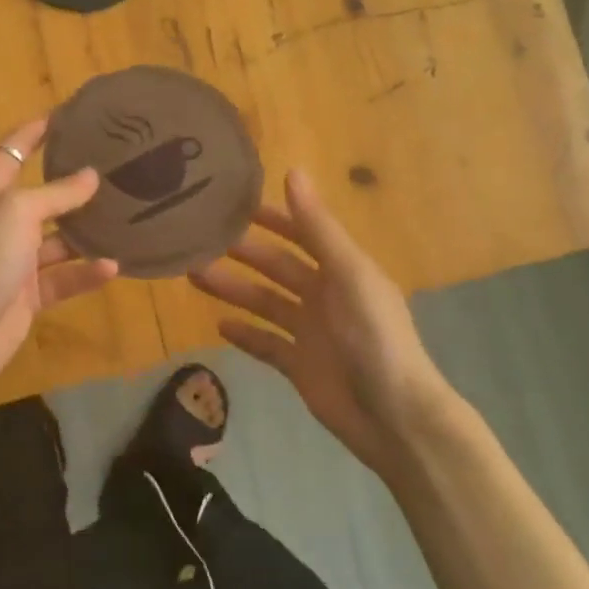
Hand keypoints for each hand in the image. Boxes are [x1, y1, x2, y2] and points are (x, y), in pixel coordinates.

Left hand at [0, 115, 119, 383]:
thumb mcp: (18, 212)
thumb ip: (56, 193)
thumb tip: (91, 175)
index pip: (11, 151)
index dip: (34, 132)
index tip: (66, 116)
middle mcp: (1, 222)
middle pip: (40, 196)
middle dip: (71, 183)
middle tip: (112, 168)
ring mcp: (14, 260)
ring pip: (57, 240)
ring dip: (86, 232)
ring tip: (124, 218)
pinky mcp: (28, 295)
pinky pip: (62, 278)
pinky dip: (84, 273)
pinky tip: (112, 266)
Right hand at [190, 169, 457, 472]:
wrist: (394, 418)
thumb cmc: (375, 337)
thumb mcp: (348, 274)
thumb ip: (317, 227)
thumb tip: (292, 170)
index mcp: (342, 269)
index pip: (302, 232)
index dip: (272, 216)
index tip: (233, 202)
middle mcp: (325, 295)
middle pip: (276, 266)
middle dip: (242, 252)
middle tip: (198, 239)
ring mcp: (311, 332)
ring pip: (264, 302)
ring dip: (233, 288)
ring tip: (193, 275)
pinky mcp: (299, 366)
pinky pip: (265, 344)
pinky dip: (244, 334)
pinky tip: (218, 324)